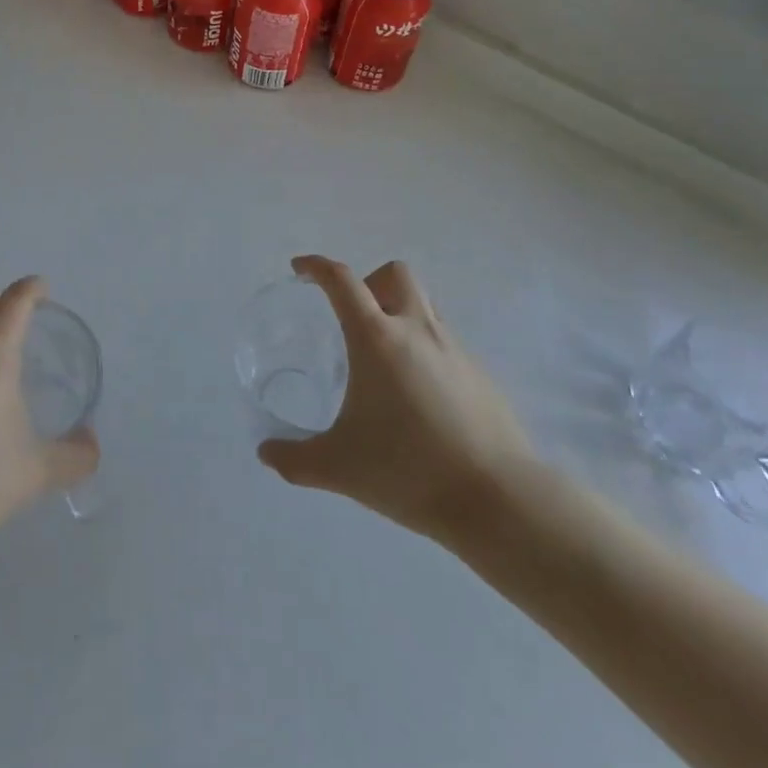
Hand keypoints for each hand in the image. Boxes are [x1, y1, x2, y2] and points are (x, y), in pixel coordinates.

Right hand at [259, 256, 537, 545]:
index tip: (300, 270)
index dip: (317, 267)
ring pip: (425, 305)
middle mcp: (417, 330)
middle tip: (353, 317)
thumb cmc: (410, 470)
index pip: (342, 280)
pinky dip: (426, 350)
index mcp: (376, 338)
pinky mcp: (481, 375)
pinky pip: (446, 342)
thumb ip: (296, 459)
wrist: (500, 501)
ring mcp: (455, 350)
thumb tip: (266, 453)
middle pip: (394, 274)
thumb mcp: (340, 468)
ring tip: (385, 359)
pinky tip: (420, 397)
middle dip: (369, 282)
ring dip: (400, 313)